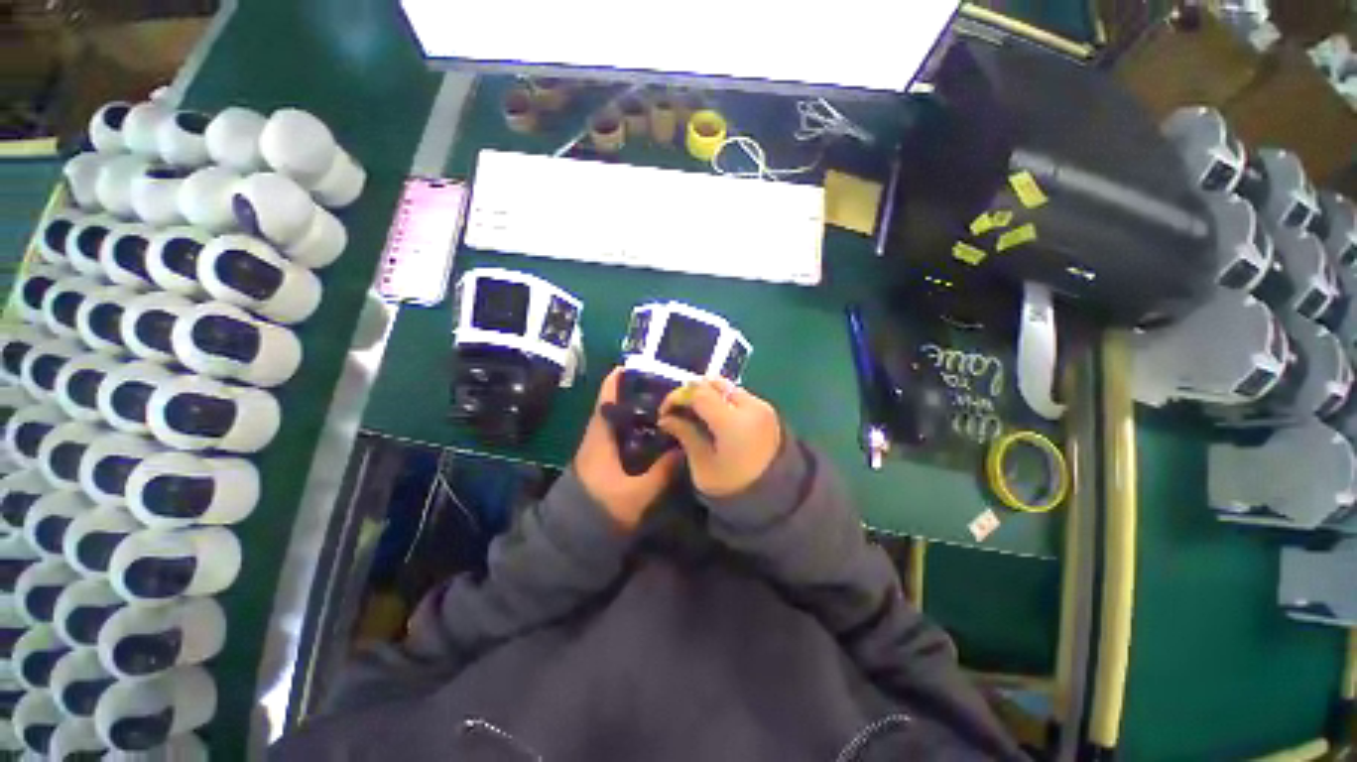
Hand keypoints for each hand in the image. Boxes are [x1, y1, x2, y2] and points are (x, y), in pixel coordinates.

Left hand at [574, 368, 680, 530]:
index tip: (631, 366)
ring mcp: (599, 448)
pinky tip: (653, 429)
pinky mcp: (604, 459)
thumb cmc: (603, 508)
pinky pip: (620, 434)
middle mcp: (597, 438)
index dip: (615, 383)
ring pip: (618, 421)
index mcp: (600, 439)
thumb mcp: (636, 493)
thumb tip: (684, 449)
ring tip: (662, 403)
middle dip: (633, 394)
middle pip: (614, 407)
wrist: (578, 534)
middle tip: (661, 386)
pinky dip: (635, 426)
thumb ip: (661, 472)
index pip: (605, 402)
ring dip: (635, 410)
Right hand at [658, 379, 781, 497]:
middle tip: (679, 411)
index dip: (677, 397)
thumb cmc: (734, 488)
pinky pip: (738, 395)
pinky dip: (722, 400)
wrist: (777, 499)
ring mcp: (762, 406)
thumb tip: (666, 419)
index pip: (699, 393)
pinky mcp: (767, 410)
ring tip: (695, 414)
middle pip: (714, 383)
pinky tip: (714, 418)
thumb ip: (686, 435)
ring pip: (727, 387)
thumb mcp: (703, 465)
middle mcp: (750, 406)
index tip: (665, 413)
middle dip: (691, 393)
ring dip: (707, 395)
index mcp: (733, 422)